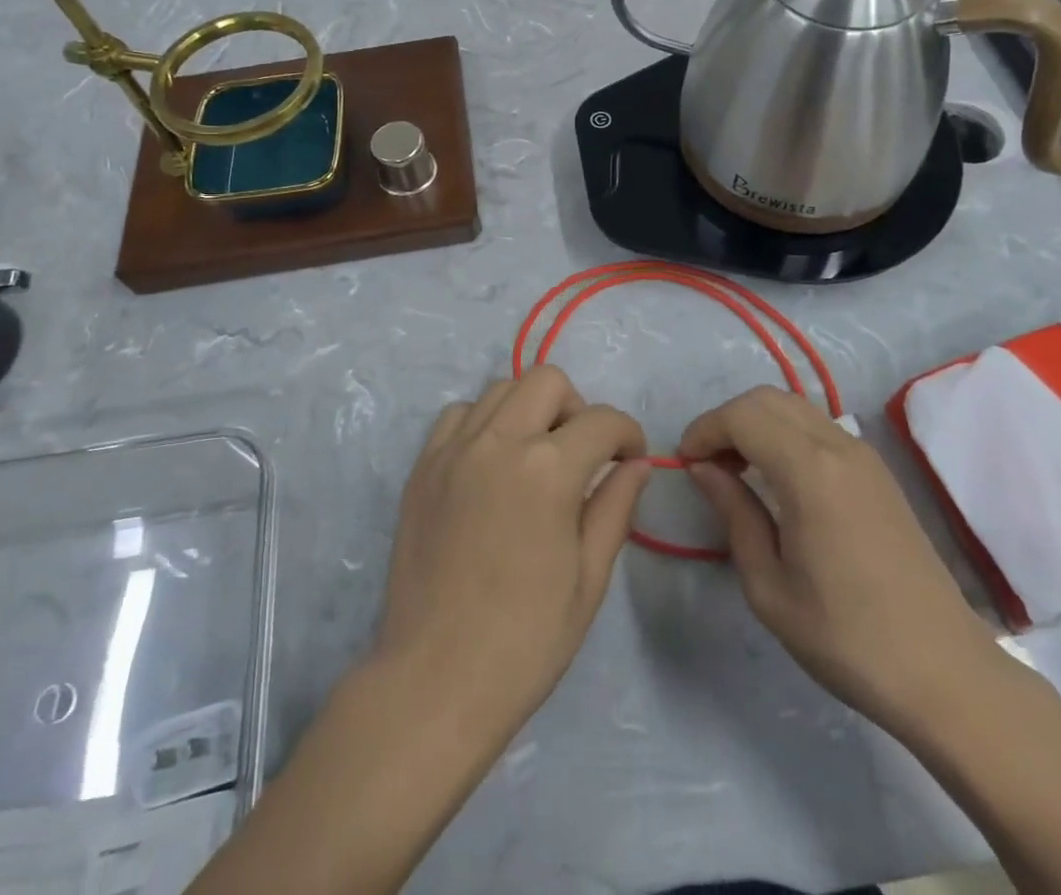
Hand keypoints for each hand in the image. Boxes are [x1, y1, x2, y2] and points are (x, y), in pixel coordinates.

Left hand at [375, 366, 650, 748]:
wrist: (435, 680)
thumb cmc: (525, 640)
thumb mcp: (589, 578)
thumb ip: (615, 507)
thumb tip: (637, 464)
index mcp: (548, 470)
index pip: (602, 421)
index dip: (628, 434)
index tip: (631, 459)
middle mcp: (499, 441)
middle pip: (548, 381)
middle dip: (578, 407)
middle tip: (582, 454)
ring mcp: (454, 449)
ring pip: (501, 388)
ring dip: (530, 409)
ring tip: (535, 456)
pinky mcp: (423, 465)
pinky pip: (458, 414)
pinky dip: (483, 422)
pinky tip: (491, 463)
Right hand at [679, 387, 1004, 739]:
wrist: (944, 672)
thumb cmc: (846, 638)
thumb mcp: (769, 586)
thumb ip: (733, 513)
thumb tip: (702, 469)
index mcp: (810, 471)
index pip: (742, 416)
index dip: (704, 430)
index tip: (684, 464)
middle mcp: (839, 446)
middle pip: (767, 398)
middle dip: (727, 420)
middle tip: (707, 465)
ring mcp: (864, 455)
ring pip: (794, 406)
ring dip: (756, 423)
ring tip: (737, 470)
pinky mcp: (878, 472)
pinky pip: (818, 427)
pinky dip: (784, 433)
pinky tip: (777, 478)